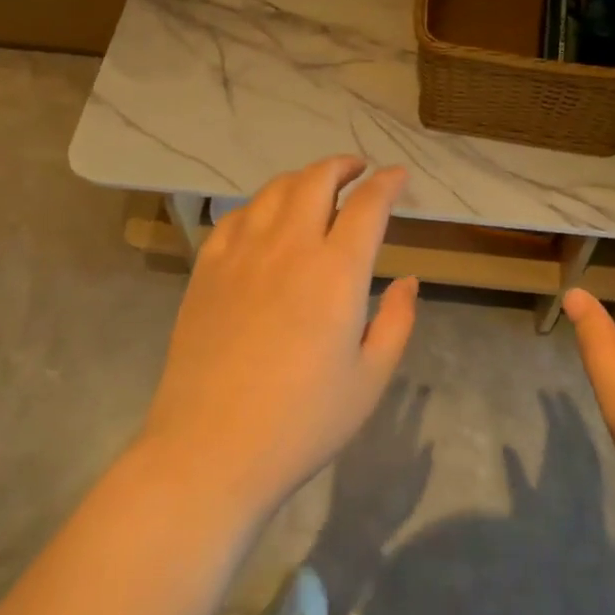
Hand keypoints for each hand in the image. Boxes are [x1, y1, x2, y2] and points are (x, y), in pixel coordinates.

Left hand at [138, 157, 418, 518]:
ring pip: (274, 190)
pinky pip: (237, 217)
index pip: (368, 205)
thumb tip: (407, 281)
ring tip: (316, 187)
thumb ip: (396, 322)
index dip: (388, 183)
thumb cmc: (302, 423)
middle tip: (359, 169)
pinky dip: (261, 205)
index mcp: (336, 272)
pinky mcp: (207, 269)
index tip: (399, 176)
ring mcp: (241, 254)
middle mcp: (289, 247)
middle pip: (316, 180)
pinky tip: (266, 219)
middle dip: (343, 165)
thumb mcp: (369, 380)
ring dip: (302, 178)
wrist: (210, 449)